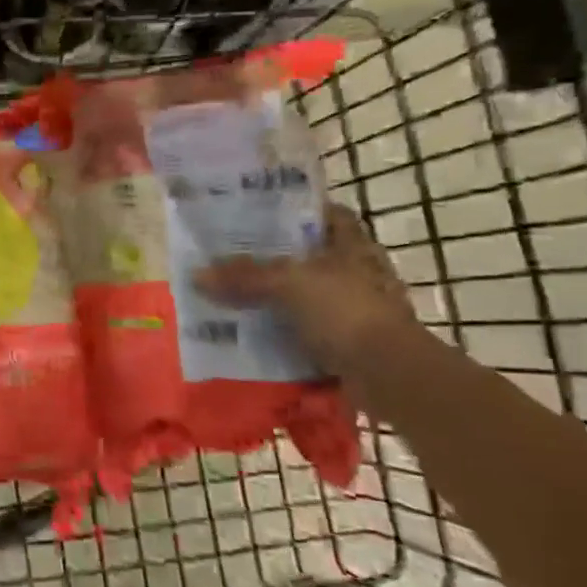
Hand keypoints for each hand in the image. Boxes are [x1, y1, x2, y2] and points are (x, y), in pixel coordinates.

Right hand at [193, 204, 415, 371]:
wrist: (388, 374)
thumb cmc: (345, 311)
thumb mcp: (287, 284)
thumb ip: (244, 276)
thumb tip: (197, 274)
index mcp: (354, 247)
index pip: (330, 216)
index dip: (300, 211)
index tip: (262, 213)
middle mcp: (358, 274)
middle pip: (311, 257)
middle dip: (275, 259)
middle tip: (232, 257)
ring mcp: (356, 310)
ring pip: (305, 296)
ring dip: (275, 299)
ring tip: (232, 297)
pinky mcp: (349, 343)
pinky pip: (305, 332)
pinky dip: (281, 334)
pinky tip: (251, 334)